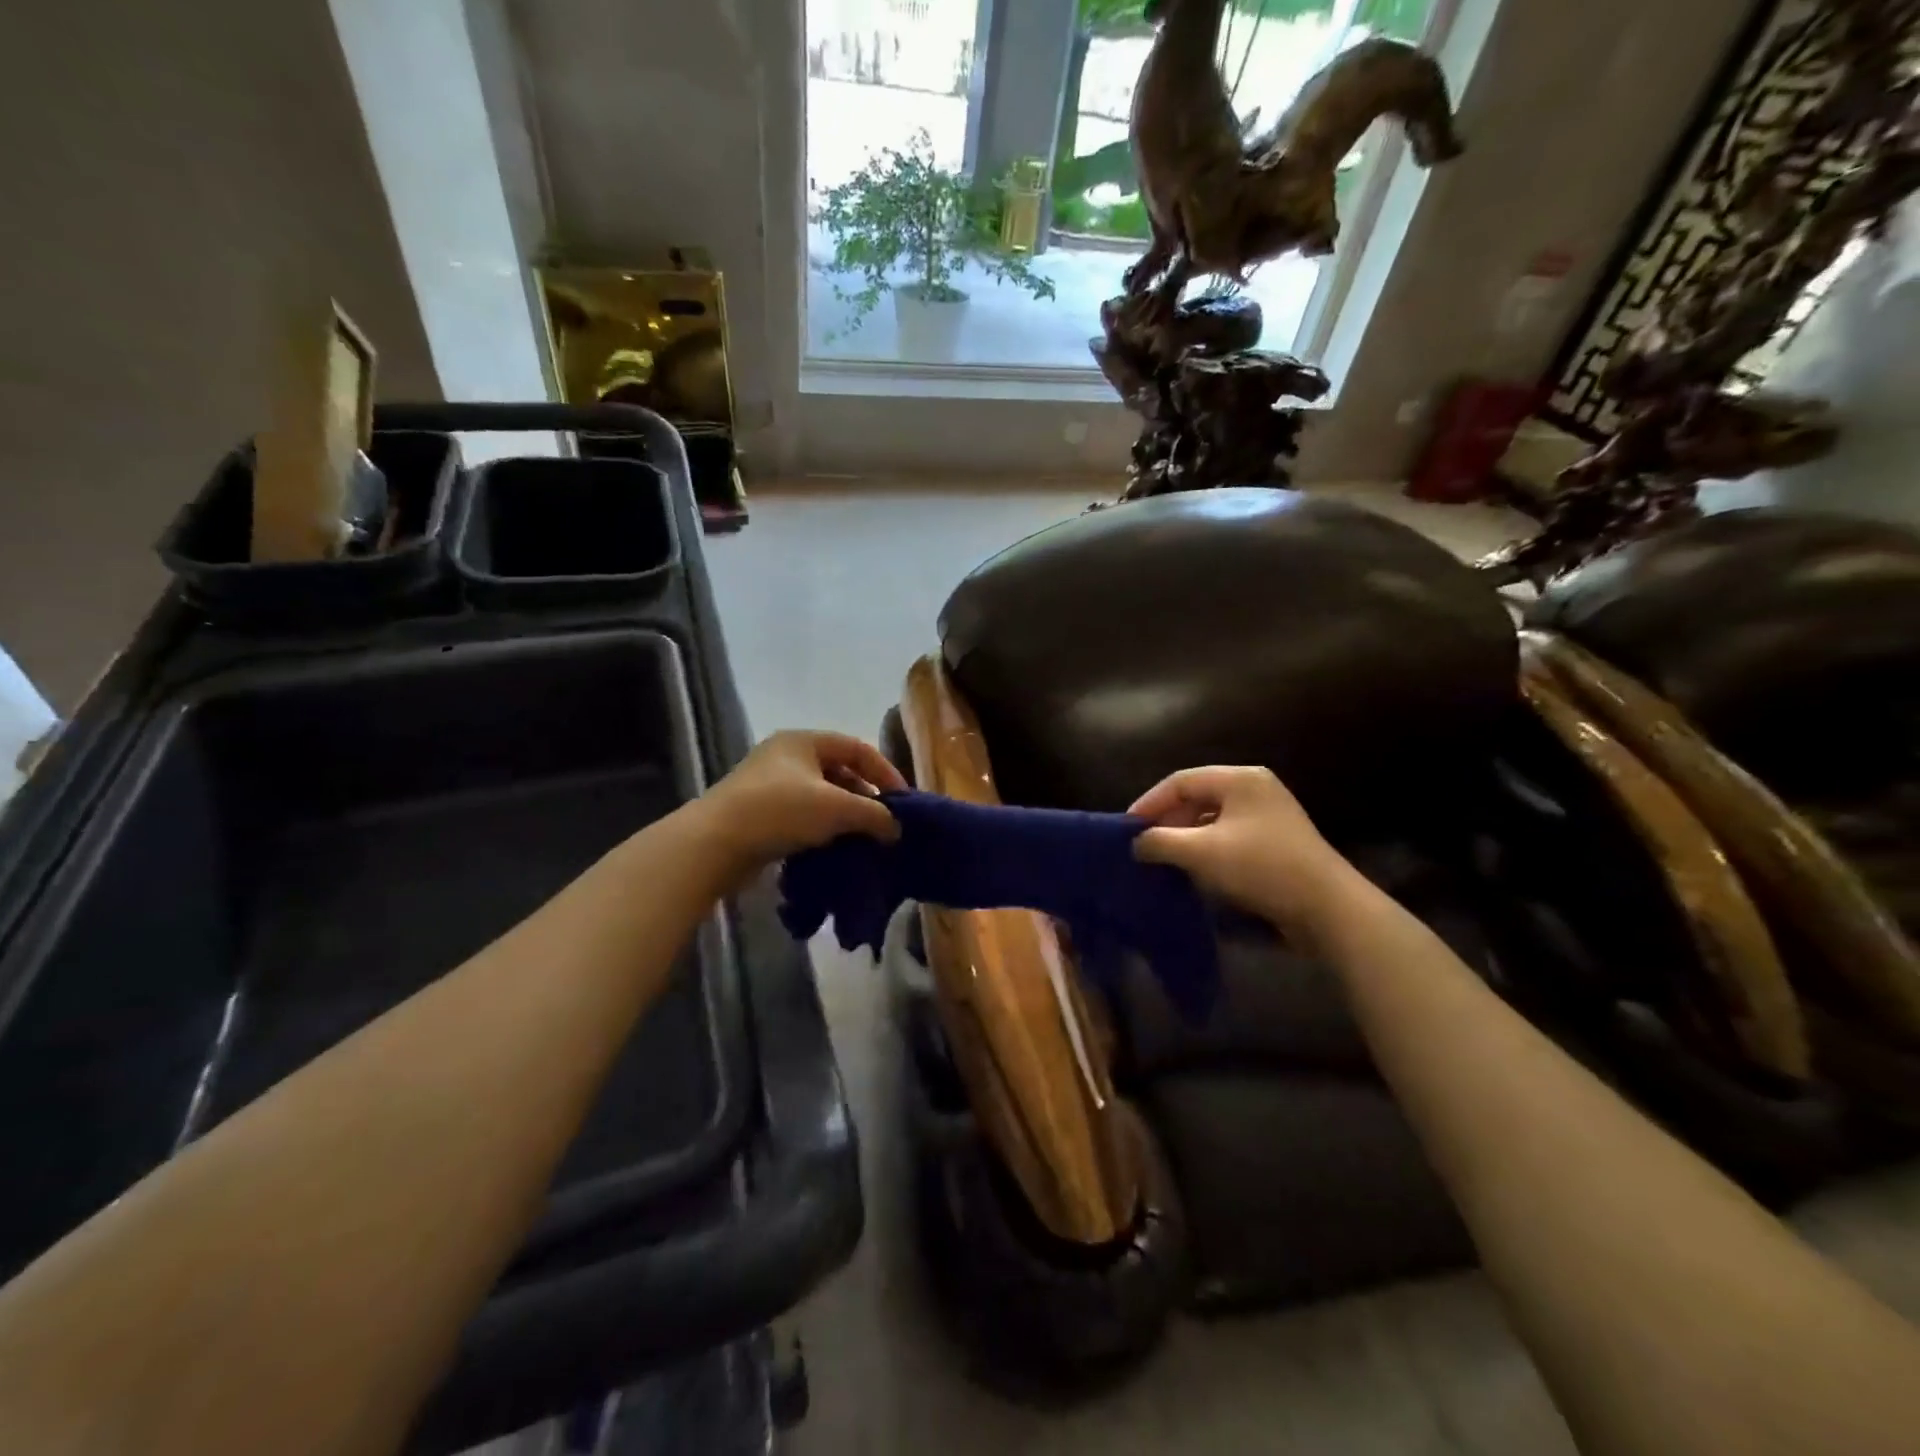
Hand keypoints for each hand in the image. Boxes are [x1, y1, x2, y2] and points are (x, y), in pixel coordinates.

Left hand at [698, 730, 905, 880]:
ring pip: (820, 796)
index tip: (903, 802)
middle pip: (839, 771)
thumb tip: (896, 829)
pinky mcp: (759, 813)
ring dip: (844, 816)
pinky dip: (822, 829)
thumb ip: (874, 814)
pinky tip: (833, 848)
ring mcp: (769, 785)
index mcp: (804, 741)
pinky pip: (802, 816)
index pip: (858, 748)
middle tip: (884, 823)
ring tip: (862, 839)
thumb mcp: (836, 808)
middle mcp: (786, 756)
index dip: (885, 772)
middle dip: (865, 797)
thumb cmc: (780, 810)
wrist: (714, 844)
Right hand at [1130, 766, 1350, 937]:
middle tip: (1143, 844)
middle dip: (1167, 820)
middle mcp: (1256, 788)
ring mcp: (1270, 815)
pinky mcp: (1277, 841)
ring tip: (1163, 858)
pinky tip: (1194, 869)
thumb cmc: (1261, 867)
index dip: (1149, 802)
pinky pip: (1229, 835)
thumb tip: (1136, 843)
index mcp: (1240, 779)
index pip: (1180, 780)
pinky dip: (1207, 848)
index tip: (1126, 828)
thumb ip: (1161, 841)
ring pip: (1212, 817)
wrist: (1328, 908)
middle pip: (1197, 796)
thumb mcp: (1202, 852)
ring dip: (1185, 836)